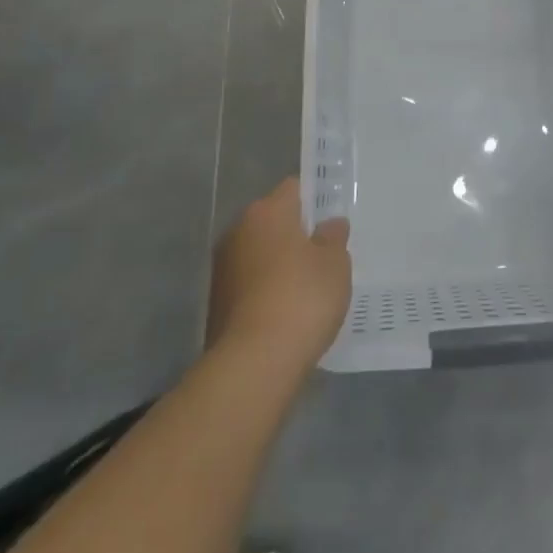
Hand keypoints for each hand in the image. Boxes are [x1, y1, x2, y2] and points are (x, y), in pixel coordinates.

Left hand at [207, 178, 351, 372]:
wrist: (253, 364)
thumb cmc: (302, 298)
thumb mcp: (335, 263)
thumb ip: (333, 238)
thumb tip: (329, 225)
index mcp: (267, 211)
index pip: (293, 189)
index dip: (315, 201)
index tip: (332, 221)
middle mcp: (238, 231)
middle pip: (274, 222)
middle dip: (296, 235)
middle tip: (325, 255)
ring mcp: (223, 269)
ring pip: (260, 255)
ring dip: (280, 265)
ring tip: (308, 289)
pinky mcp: (216, 304)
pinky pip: (250, 286)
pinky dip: (267, 292)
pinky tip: (288, 313)